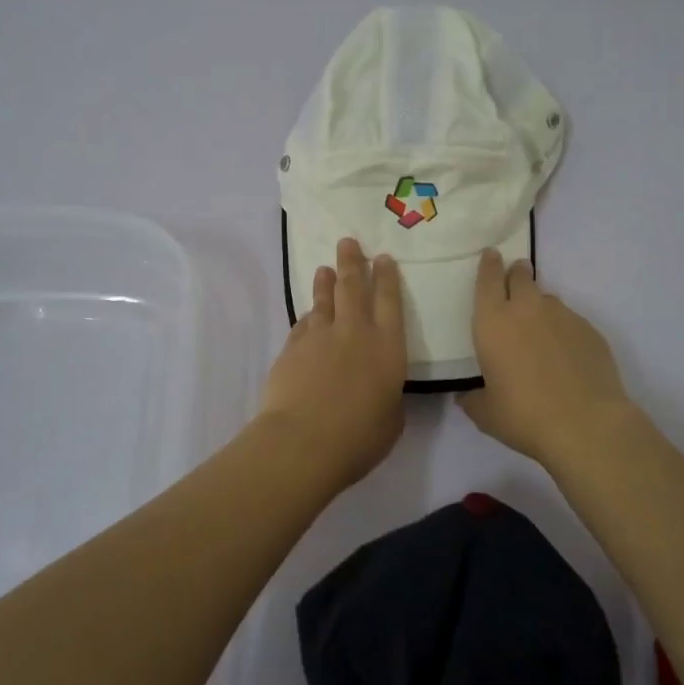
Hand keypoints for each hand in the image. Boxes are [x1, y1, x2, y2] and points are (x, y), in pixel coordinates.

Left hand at [260, 237, 406, 485]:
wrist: (302, 441)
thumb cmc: (358, 437)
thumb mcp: (391, 420)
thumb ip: (389, 397)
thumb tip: (381, 390)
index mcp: (387, 347)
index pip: (390, 301)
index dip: (387, 277)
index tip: (383, 258)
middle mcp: (354, 332)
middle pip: (353, 287)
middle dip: (352, 262)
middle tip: (348, 242)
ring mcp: (319, 337)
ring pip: (324, 300)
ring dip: (325, 282)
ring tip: (325, 268)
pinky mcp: (292, 348)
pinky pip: (303, 324)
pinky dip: (308, 316)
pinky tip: (308, 315)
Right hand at [459, 250, 633, 467]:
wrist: (586, 425)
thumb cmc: (524, 416)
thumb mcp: (486, 414)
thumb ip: (473, 399)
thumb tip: (466, 396)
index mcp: (493, 322)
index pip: (487, 279)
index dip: (488, 265)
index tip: (491, 255)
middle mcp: (526, 309)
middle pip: (520, 276)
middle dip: (517, 273)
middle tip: (516, 278)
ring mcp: (562, 316)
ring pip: (548, 299)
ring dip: (540, 306)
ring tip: (541, 331)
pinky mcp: (590, 330)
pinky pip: (571, 321)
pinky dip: (564, 330)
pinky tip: (567, 355)